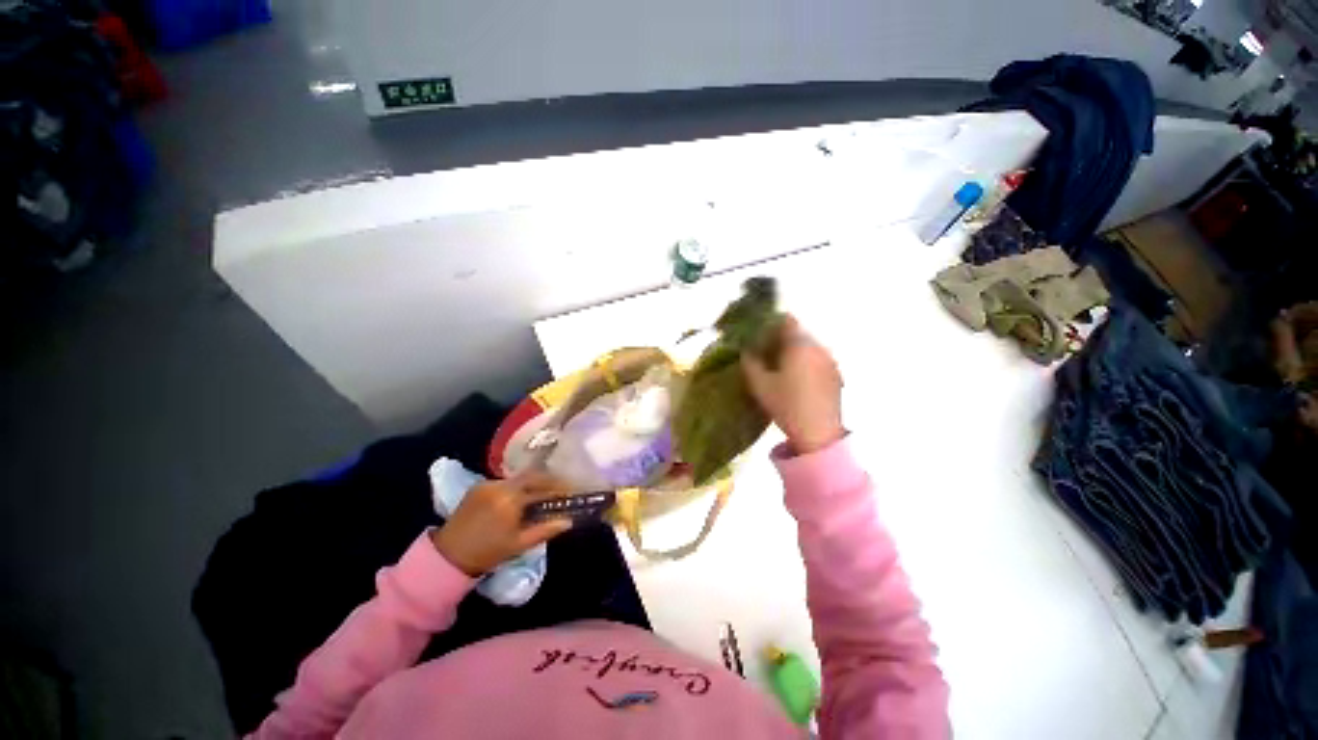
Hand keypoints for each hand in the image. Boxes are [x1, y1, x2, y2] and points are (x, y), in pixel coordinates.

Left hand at [430, 473, 573, 576]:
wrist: (448, 556)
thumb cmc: (487, 552)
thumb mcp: (519, 544)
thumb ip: (545, 530)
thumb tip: (568, 521)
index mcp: (510, 499)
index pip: (541, 485)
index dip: (558, 486)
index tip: (569, 490)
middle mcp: (500, 486)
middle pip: (531, 475)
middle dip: (547, 480)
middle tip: (559, 488)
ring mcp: (487, 484)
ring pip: (517, 478)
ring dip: (531, 483)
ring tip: (541, 494)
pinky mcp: (478, 486)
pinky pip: (504, 482)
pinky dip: (516, 487)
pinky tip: (520, 498)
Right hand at [742, 314, 843, 454]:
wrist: (819, 434)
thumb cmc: (787, 405)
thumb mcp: (760, 385)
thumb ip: (750, 363)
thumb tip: (746, 351)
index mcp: (799, 345)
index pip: (786, 320)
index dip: (770, 324)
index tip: (758, 335)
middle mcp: (818, 347)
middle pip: (797, 333)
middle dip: (780, 339)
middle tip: (764, 352)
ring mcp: (830, 361)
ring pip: (808, 347)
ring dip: (793, 352)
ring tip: (779, 368)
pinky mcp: (836, 375)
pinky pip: (817, 359)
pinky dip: (805, 363)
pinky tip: (796, 380)